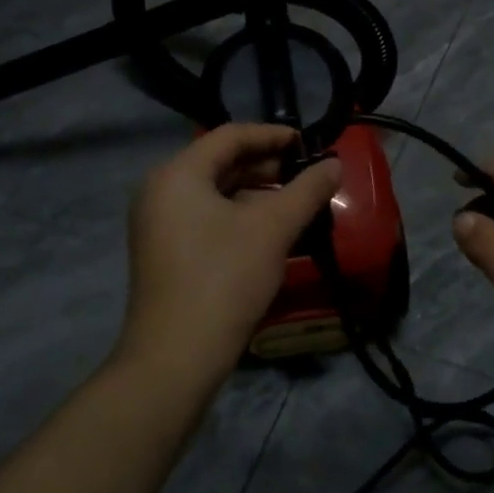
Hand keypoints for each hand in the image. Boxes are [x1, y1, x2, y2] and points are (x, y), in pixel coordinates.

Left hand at [122, 125, 341, 387]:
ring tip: (295, 200)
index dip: (272, 135)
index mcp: (177, 174)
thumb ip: (307, 189)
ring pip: (215, 192)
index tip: (308, 143)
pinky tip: (270, 230)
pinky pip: (206, 216)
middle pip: (220, 162)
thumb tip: (335, 163)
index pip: (230, 136)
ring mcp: (158, 224)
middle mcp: (160, 191)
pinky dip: (239, 214)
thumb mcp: (273, 228)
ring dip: (256, 191)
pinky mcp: (165, 252)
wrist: (176, 358)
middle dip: (266, 165)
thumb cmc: (224, 278)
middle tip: (306, 172)